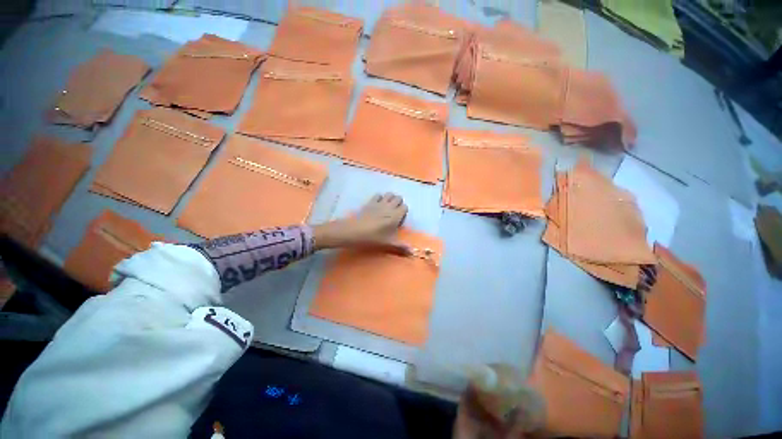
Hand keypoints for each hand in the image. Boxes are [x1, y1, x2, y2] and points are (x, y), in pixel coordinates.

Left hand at [313, 193, 409, 253]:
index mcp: (396, 216)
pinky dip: (380, 198)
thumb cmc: (373, 238)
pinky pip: (378, 195)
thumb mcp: (388, 244)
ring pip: (389, 194)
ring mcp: (379, 203)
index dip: (403, 212)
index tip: (399, 219)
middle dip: (398, 203)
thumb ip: (401, 247)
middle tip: (394, 213)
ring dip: (390, 198)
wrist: (354, 231)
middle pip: (398, 198)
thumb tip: (413, 253)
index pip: (405, 207)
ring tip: (387, 207)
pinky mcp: (370, 202)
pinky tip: (377, 205)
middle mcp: (389, 207)